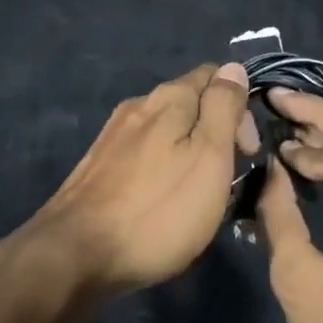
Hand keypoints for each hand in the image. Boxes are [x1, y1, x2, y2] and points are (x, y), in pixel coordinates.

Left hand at [30, 63, 250, 294]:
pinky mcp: (99, 164)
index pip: (216, 76)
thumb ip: (223, 108)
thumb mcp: (209, 156)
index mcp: (169, 97)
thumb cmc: (158, 209)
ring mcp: (115, 135)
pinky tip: (163, 200)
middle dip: (216, 132)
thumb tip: (234, 68)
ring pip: (167, 130)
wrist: (77, 254)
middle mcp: (139, 105)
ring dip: (190, 153)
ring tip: (198, 196)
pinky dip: (164, 167)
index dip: (240, 108)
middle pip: (191, 103)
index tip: (246, 152)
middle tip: (227, 181)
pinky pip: (145, 153)